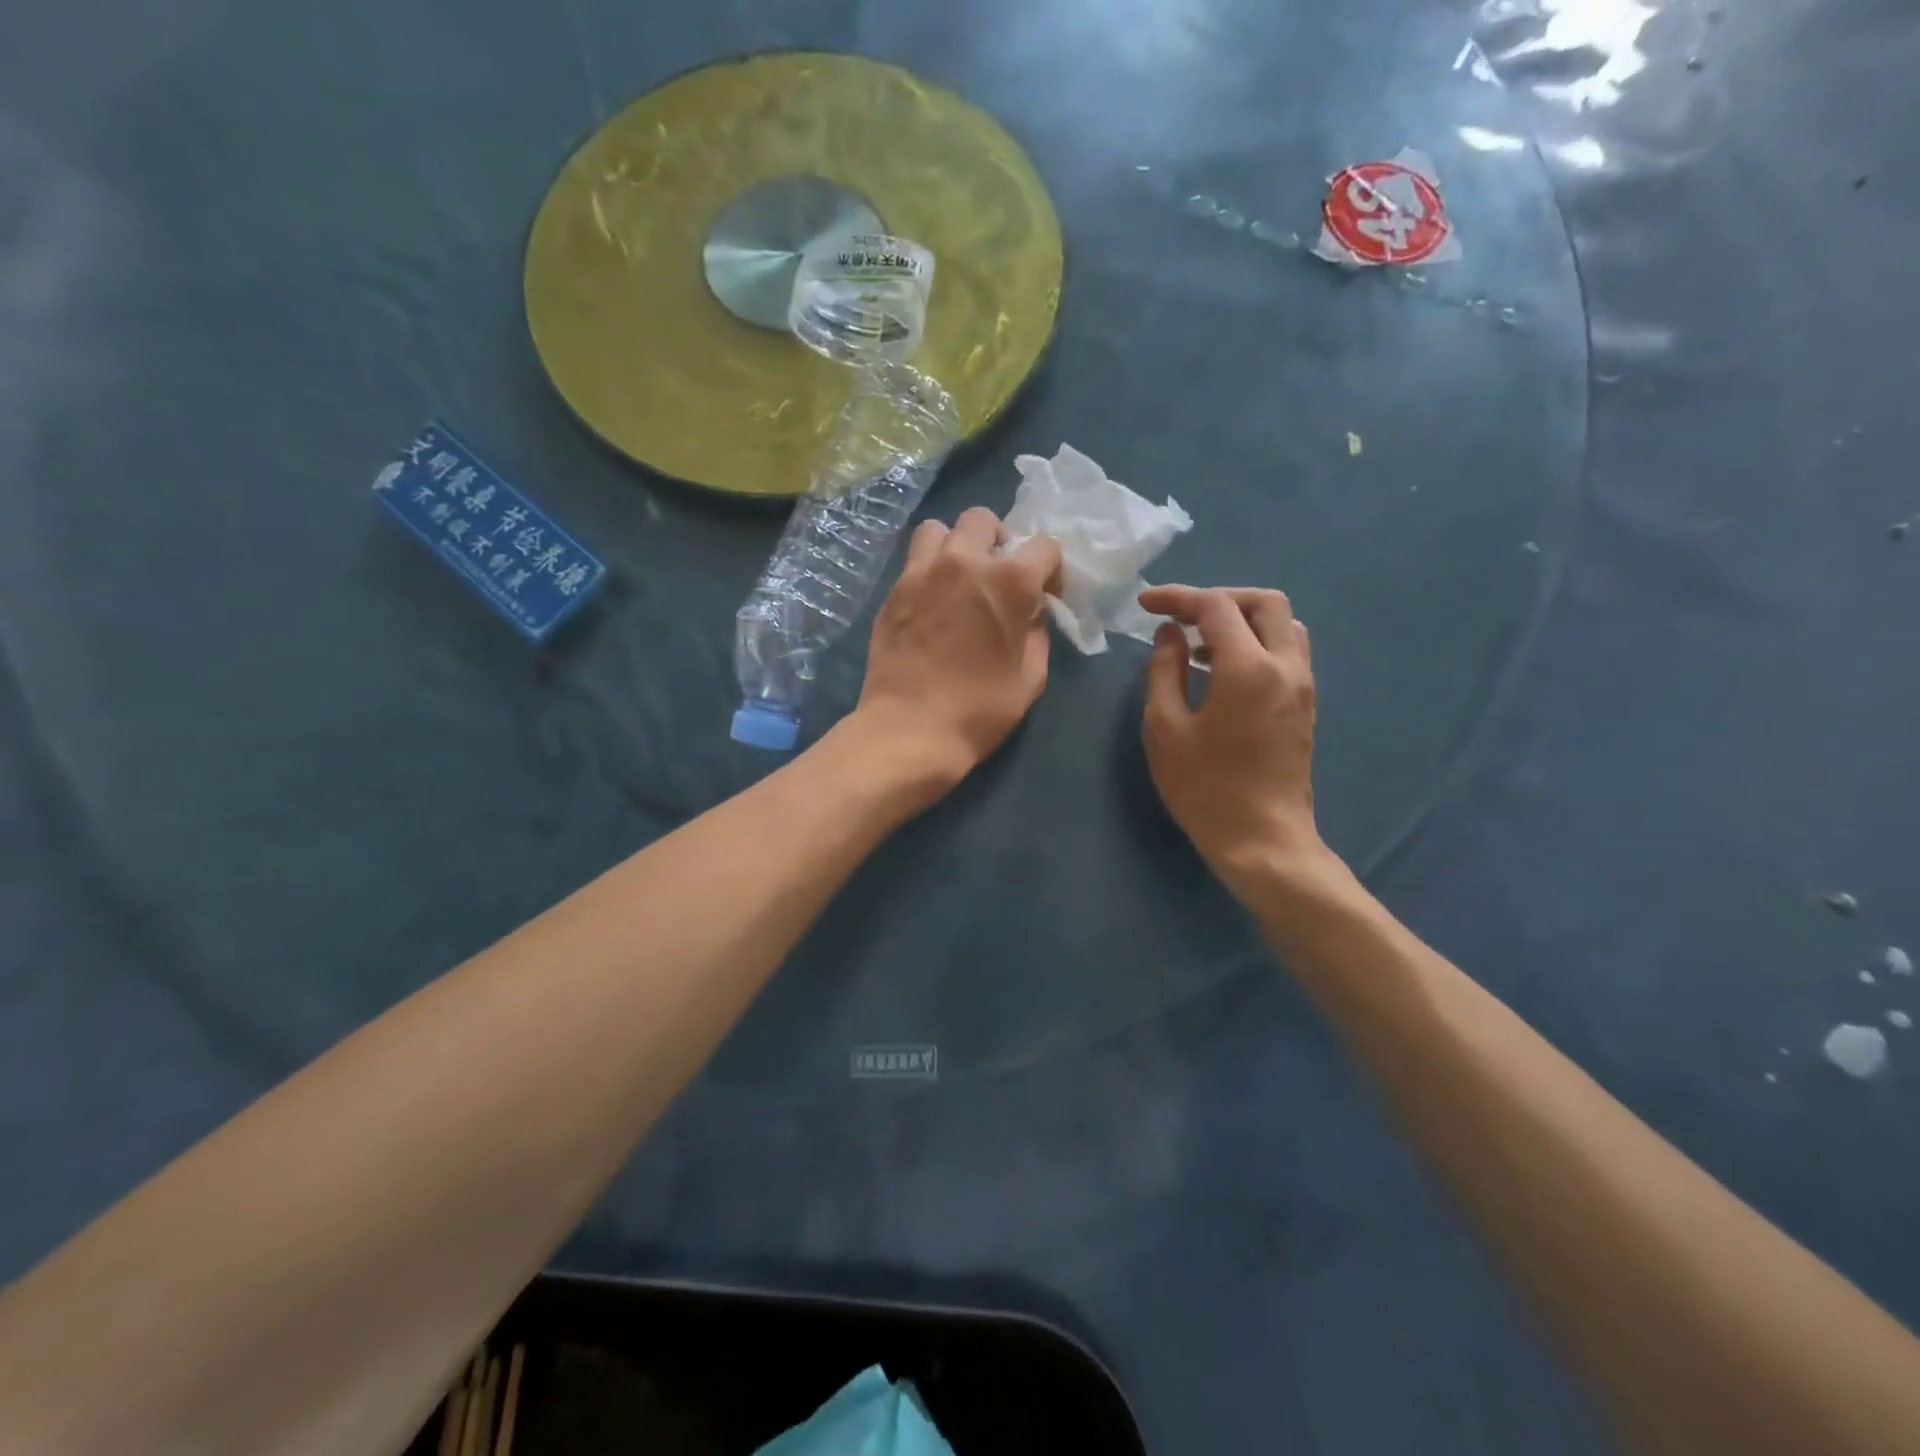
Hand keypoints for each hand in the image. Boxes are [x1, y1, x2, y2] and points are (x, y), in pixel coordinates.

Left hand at [854, 506, 1062, 799]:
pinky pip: (914, 559)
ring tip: (959, 578)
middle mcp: (964, 561)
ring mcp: (922, 572)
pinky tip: (933, 601)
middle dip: (999, 541)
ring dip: (956, 545)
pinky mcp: (894, 591)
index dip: (1051, 570)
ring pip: (940, 529)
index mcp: (1009, 581)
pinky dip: (929, 568)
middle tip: (998, 576)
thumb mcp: (1031, 676)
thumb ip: (1037, 631)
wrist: (910, 730)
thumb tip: (1029, 612)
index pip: (1044, 546)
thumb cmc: (980, 710)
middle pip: (984, 519)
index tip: (1045, 596)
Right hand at [1139, 585, 1328, 896]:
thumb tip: (1168, 635)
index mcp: (1248, 668)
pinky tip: (1223, 670)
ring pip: (1283, 625)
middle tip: (1182, 617)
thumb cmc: (1205, 788)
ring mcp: (1303, 686)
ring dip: (1243, 620)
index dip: (1178, 598)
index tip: (1145, 604)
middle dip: (1220, 599)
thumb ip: (1165, 671)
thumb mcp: (1165, 729)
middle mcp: (1286, 666)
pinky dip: (1256, 643)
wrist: (1263, 840)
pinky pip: (1287, 651)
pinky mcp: (1306, 705)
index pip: (1216, 607)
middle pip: (1264, 602)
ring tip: (1201, 643)